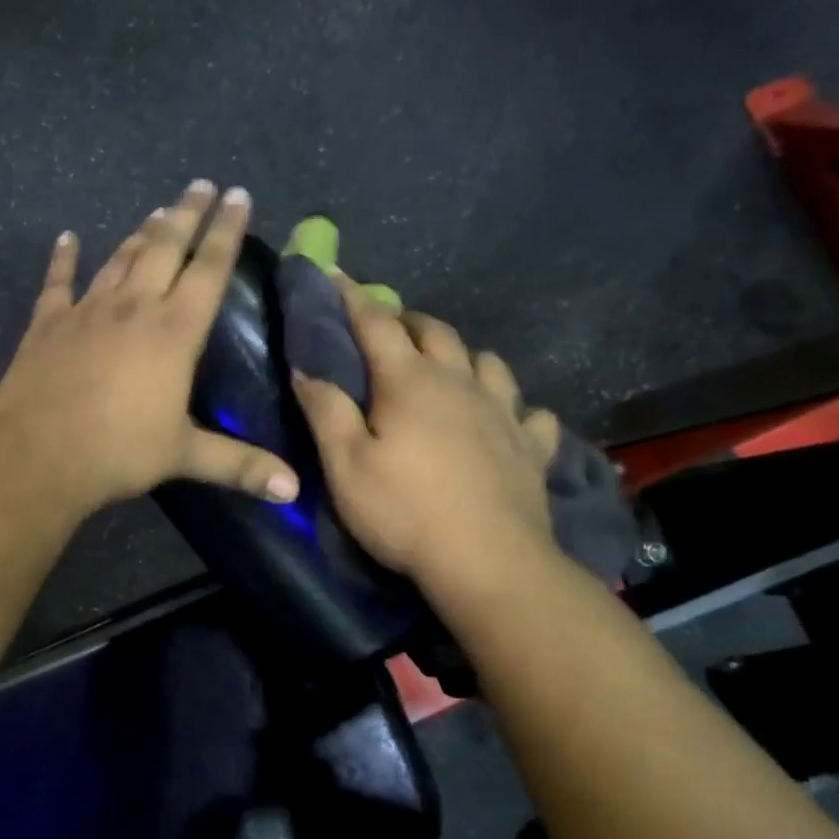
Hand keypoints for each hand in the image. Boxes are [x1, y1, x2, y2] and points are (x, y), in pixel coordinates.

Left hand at [0, 181, 300, 518]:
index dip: (226, 231)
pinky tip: (67, 239)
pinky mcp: (47, 324)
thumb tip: (294, 492)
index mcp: (173, 332)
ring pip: (120, 259)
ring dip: (141, 232)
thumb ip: (241, 466)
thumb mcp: (184, 456)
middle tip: (201, 184)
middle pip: (165, 247)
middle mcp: (133, 307)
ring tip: (158, 210)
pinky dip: (63, 259)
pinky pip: (57, 283)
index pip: (208, 269)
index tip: (238, 195)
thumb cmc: (118, 452)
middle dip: (187, 214)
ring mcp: (86, 311)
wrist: (38, 457)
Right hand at [290, 282, 561, 593]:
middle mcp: (460, 384)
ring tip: (447, 369)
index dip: (351, 297)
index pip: (376, 324)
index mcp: (410, 382)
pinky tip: (509, 420)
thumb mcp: (345, 465)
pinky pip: (532, 413)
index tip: (334, 275)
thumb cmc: (404, 511)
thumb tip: (306, 366)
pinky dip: (516, 408)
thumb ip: (325, 410)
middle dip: (408, 321)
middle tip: (387, 330)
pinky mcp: (532, 447)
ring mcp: (504, 413)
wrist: (489, 563)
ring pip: (488, 362)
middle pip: (437, 332)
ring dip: (464, 355)